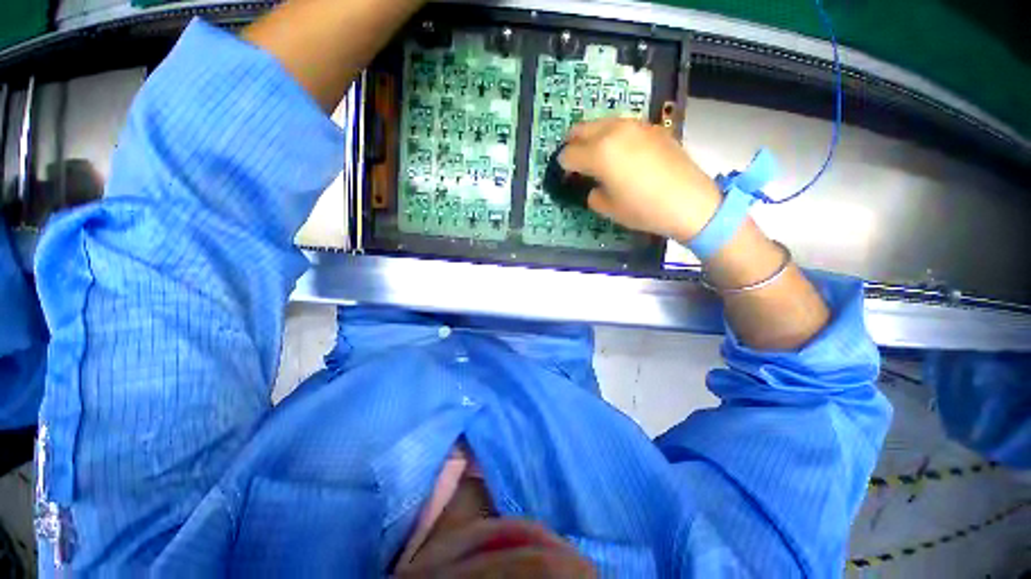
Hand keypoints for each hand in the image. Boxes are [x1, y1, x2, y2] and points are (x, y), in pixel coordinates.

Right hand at [558, 119, 721, 241]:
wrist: (689, 202)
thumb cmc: (643, 209)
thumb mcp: (608, 208)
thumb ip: (592, 192)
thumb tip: (592, 185)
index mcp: (599, 153)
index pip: (568, 154)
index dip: (563, 167)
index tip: (567, 177)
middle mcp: (613, 131)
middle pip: (580, 129)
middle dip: (572, 144)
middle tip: (575, 161)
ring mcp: (634, 125)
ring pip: (601, 123)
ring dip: (592, 137)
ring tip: (597, 156)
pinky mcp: (652, 127)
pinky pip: (622, 126)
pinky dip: (613, 136)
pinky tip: (622, 154)